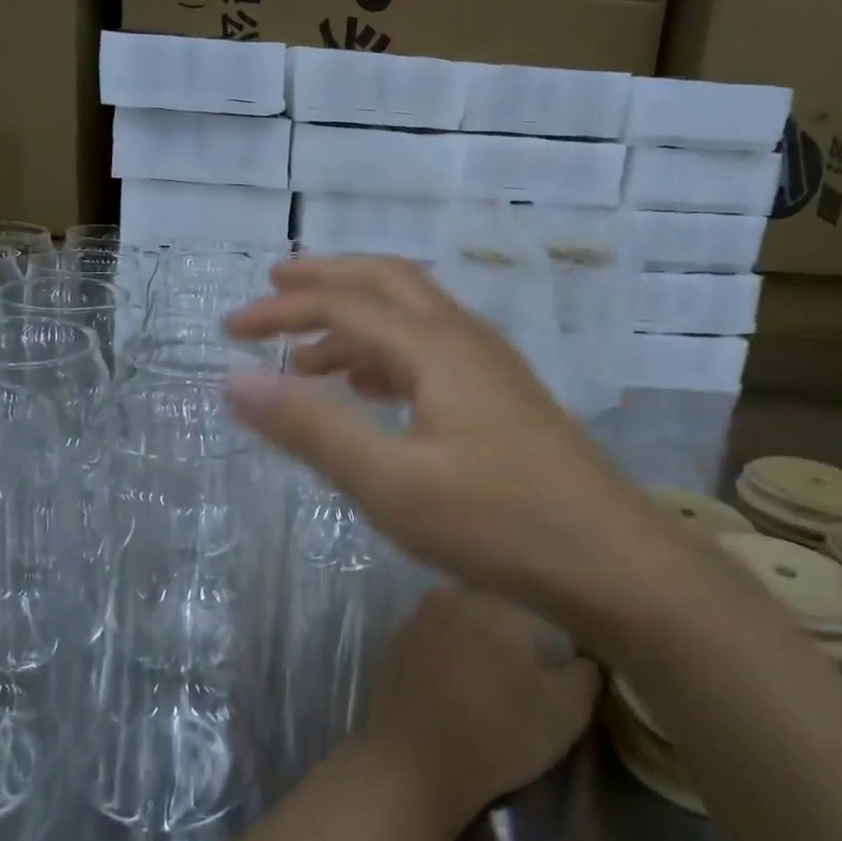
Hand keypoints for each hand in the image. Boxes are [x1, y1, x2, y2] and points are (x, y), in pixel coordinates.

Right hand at [223, 256, 632, 606]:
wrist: (612, 561)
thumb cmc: (497, 522)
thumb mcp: (389, 482)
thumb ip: (311, 428)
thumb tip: (236, 380)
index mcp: (435, 345)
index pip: (342, 304)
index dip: (282, 309)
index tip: (229, 329)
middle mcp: (464, 338)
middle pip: (385, 281)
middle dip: (325, 279)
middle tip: (274, 287)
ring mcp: (490, 365)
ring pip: (411, 316)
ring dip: (355, 321)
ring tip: (307, 354)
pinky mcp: (502, 396)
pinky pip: (431, 351)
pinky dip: (387, 355)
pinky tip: (371, 390)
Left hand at [363, 588, 600, 830]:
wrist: (416, 764)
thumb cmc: (500, 731)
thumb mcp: (567, 710)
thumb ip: (586, 672)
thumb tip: (583, 655)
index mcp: (498, 598)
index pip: (536, 601)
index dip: (549, 631)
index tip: (554, 658)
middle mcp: (455, 593)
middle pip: (495, 604)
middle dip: (509, 630)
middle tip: (522, 669)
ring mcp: (418, 614)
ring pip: (460, 618)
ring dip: (474, 639)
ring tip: (487, 679)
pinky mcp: (394, 641)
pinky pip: (431, 639)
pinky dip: (444, 654)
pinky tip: (452, 684)